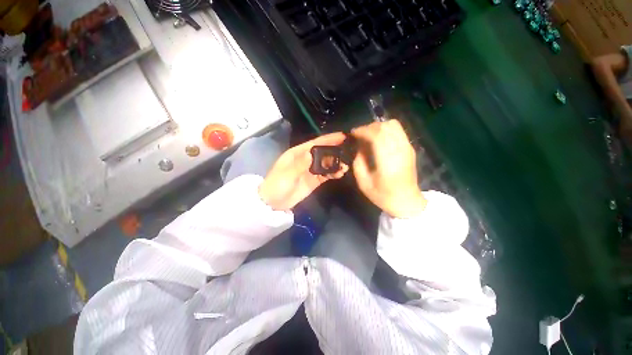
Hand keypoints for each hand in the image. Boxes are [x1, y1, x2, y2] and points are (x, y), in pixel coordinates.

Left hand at [259, 133, 348, 210]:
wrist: (274, 203)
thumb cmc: (277, 185)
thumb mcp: (287, 174)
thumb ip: (300, 164)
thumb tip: (312, 153)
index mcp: (297, 153)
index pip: (315, 143)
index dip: (328, 139)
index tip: (342, 136)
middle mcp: (306, 159)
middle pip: (323, 152)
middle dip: (335, 151)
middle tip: (348, 151)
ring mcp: (310, 170)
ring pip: (326, 164)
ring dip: (336, 163)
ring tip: (345, 166)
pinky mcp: (314, 180)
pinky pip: (325, 175)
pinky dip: (333, 173)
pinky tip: (340, 174)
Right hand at [351, 120, 426, 217]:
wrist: (407, 201)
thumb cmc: (383, 195)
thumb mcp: (363, 182)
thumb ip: (358, 162)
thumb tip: (359, 146)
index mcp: (388, 161)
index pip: (376, 135)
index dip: (362, 130)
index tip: (352, 133)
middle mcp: (400, 150)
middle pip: (385, 126)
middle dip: (369, 127)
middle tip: (359, 135)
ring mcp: (407, 148)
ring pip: (393, 125)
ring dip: (378, 127)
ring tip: (368, 136)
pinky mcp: (410, 148)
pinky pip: (398, 130)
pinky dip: (386, 130)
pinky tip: (379, 139)